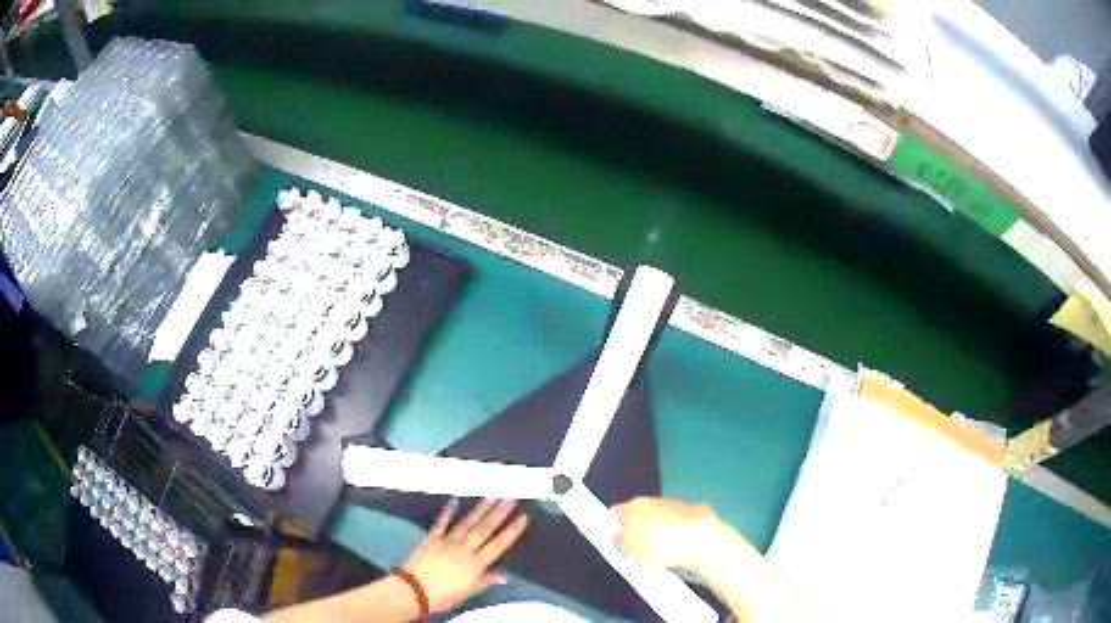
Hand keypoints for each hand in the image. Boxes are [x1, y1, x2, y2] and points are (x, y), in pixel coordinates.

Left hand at [403, 498, 528, 613]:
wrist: (413, 591)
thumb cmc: (443, 596)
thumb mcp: (468, 593)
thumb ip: (485, 581)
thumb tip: (505, 576)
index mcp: (475, 565)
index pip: (498, 545)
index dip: (511, 531)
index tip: (522, 517)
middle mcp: (463, 550)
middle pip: (483, 530)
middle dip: (498, 514)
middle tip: (510, 498)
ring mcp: (446, 542)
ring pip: (466, 524)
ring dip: (480, 509)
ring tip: (491, 496)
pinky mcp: (430, 540)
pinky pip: (440, 524)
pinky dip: (447, 512)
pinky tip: (454, 500)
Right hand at [612, 497, 719, 570]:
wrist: (703, 542)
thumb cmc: (659, 544)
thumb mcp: (627, 548)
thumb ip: (618, 540)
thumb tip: (619, 537)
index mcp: (635, 504)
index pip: (616, 512)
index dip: (611, 526)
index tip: (612, 541)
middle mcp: (656, 500)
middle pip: (640, 515)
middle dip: (638, 530)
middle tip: (635, 552)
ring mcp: (679, 505)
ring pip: (662, 520)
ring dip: (660, 533)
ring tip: (658, 556)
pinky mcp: (699, 516)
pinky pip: (681, 527)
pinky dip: (679, 536)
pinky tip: (679, 552)